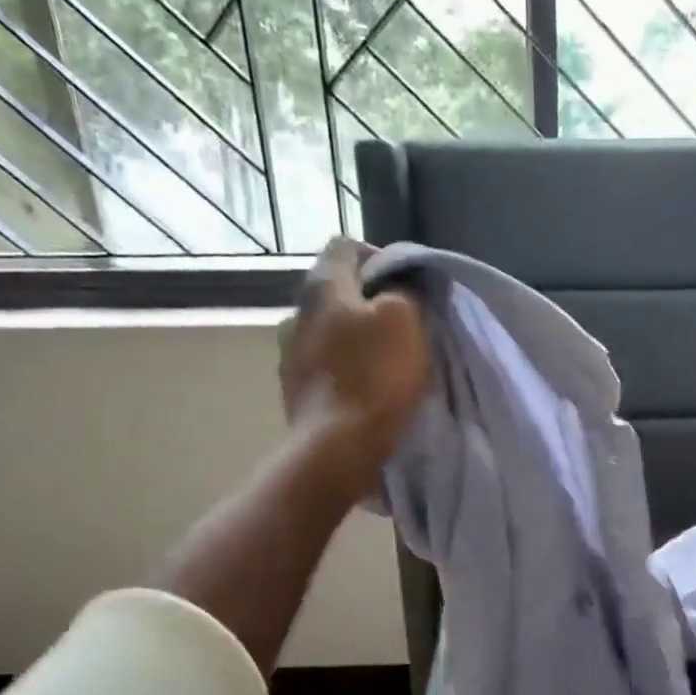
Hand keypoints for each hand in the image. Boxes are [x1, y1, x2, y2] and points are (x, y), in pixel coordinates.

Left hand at [279, 238, 429, 501]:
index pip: (346, 246)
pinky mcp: (293, 389)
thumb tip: (399, 286)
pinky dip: (345, 367)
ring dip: (356, 336)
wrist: (337, 448)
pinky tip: (366, 387)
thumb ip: (404, 290)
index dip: (380, 257)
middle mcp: (295, 312)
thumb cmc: (375, 376)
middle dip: (370, 300)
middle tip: (404, 323)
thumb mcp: (405, 318)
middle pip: (337, 290)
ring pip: (330, 329)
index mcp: (321, 286)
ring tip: (385, 359)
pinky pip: (324, 363)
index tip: (407, 285)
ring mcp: (288, 353)